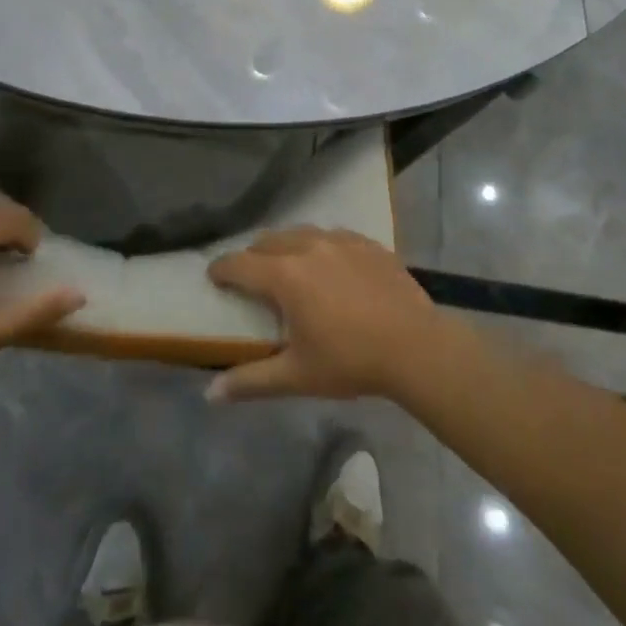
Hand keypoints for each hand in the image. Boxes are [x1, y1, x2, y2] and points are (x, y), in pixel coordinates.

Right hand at [206, 226, 447, 401]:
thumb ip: (252, 380)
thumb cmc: (350, 360)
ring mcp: (340, 239)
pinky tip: (329, 263)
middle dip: (253, 256)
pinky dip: (320, 245)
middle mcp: (308, 247)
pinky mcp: (366, 242)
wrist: (415, 345)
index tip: (213, 277)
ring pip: (300, 232)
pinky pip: (332, 235)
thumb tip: (210, 393)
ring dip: (286, 246)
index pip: (240, 264)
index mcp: (285, 275)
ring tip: (288, 266)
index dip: (222, 269)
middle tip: (250, 277)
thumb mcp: (297, 376)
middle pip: (268, 241)